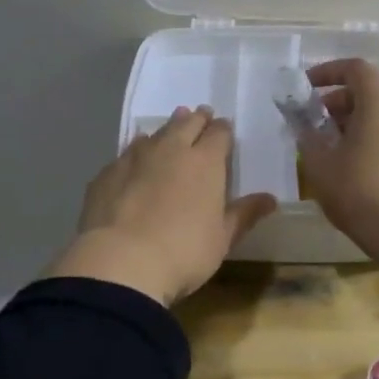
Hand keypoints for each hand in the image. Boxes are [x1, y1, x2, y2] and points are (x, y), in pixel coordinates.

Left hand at [48, 106, 276, 305]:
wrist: (121, 262)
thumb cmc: (184, 252)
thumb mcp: (222, 239)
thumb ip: (244, 214)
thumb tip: (270, 198)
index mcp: (205, 162)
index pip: (219, 133)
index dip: (223, 129)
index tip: (224, 129)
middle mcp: (171, 150)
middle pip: (186, 123)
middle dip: (196, 119)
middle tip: (200, 116)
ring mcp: (135, 158)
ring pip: (154, 134)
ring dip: (165, 130)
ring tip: (169, 132)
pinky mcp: (107, 173)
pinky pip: (127, 154)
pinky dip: (136, 153)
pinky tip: (134, 162)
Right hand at [295, 58, 378, 249]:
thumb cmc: (360, 191)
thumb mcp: (321, 164)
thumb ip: (307, 137)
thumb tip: (302, 125)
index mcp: (378, 103)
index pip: (355, 68)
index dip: (328, 71)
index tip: (306, 87)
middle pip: (366, 91)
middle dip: (335, 101)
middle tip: (311, 122)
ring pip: (377, 114)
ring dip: (349, 122)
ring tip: (326, 147)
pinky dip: (366, 137)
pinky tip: (348, 165)